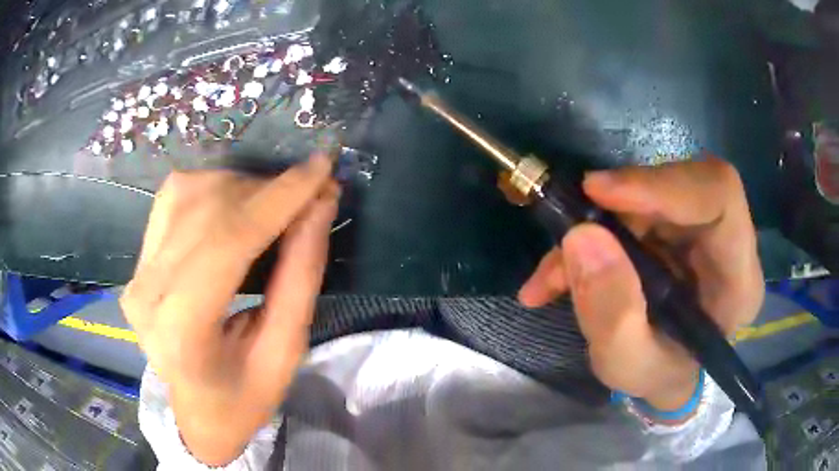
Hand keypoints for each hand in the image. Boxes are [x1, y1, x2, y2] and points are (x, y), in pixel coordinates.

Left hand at [121, 155, 338, 464]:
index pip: (228, 241)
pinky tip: (238, 204)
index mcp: (182, 332)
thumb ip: (300, 276)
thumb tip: (319, 204)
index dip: (279, 197)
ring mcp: (137, 273)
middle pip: (208, 210)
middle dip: (267, 190)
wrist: (196, 411)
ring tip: (276, 204)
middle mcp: (148, 293)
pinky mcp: (138, 261)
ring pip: (188, 193)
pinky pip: (173, 198)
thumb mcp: (286, 352)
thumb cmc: (243, 398)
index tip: (321, 167)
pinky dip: (213, 189)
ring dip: (241, 187)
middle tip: (311, 192)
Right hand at [519, 157, 763, 417]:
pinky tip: (560, 272)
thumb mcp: (629, 366)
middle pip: (681, 185)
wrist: (666, 373)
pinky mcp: (676, 223)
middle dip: (620, 206)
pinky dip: (592, 233)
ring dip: (597, 225)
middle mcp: (728, 241)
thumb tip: (581, 238)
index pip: (718, 195)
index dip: (662, 183)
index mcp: (738, 278)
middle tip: (569, 233)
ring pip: (650, 194)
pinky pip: (633, 207)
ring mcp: (702, 227)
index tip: (598, 193)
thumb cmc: (659, 376)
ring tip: (556, 274)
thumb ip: (612, 315)